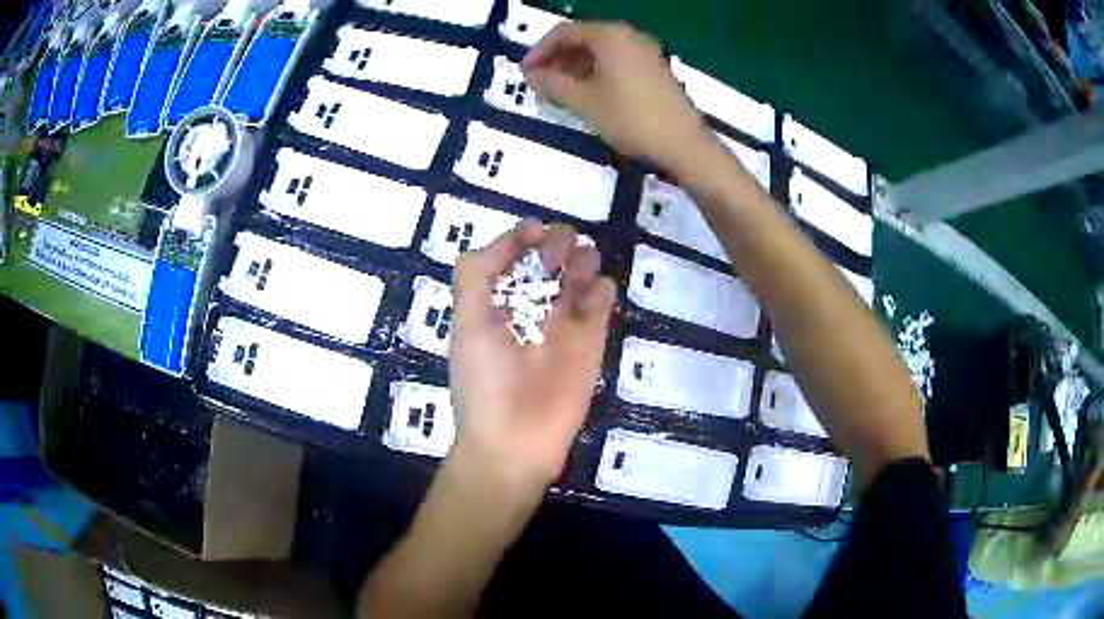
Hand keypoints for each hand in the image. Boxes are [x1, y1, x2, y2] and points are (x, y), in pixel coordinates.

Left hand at [449, 221, 615, 496]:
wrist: (515, 441)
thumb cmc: (485, 383)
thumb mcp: (467, 324)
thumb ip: (476, 276)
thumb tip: (510, 240)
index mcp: (497, 303)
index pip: (512, 258)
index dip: (521, 239)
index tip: (534, 230)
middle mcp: (531, 309)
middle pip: (550, 261)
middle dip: (556, 245)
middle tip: (559, 251)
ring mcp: (564, 325)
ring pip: (579, 277)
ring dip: (582, 261)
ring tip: (578, 267)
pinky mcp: (591, 343)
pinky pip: (601, 305)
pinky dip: (603, 290)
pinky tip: (595, 293)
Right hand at [523, 22, 712, 172]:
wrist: (683, 144)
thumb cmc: (630, 118)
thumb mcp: (584, 102)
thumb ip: (552, 84)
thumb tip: (532, 76)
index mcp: (610, 36)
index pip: (564, 32)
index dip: (540, 51)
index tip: (527, 72)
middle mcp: (630, 36)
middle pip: (584, 38)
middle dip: (558, 58)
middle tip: (541, 82)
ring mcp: (647, 52)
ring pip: (602, 51)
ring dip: (576, 66)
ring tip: (561, 91)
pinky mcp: (656, 70)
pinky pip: (618, 62)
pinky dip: (598, 72)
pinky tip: (589, 94)